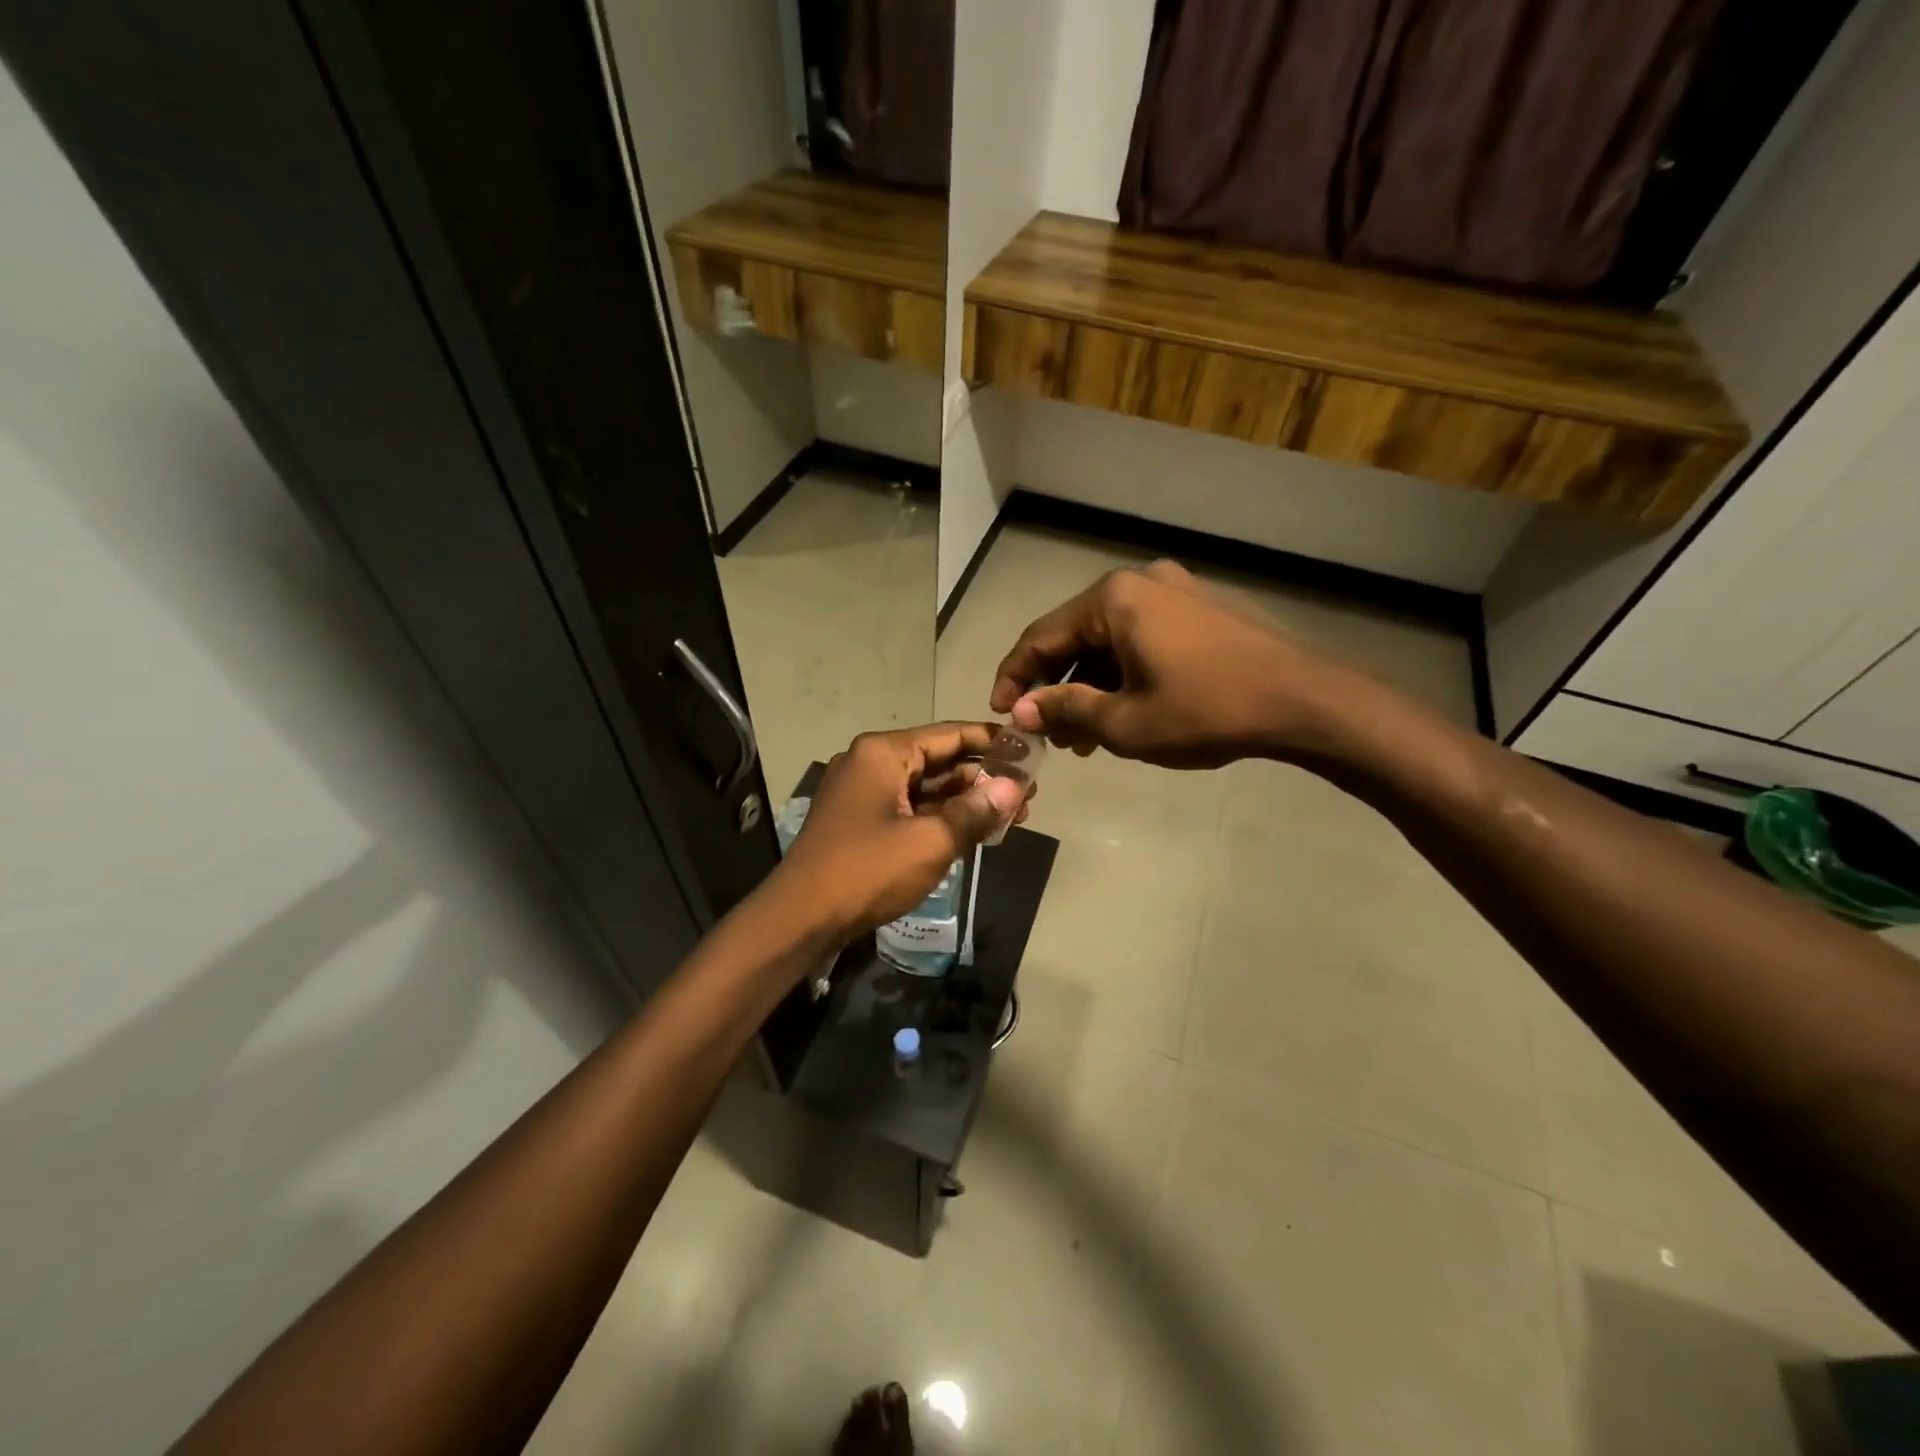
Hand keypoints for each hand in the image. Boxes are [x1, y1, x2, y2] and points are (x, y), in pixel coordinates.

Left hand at [774, 723, 1029, 940]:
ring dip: (966, 801)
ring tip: (1013, 815)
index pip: (949, 735)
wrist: (800, 919)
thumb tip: (1015, 788)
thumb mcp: (930, 841)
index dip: (991, 741)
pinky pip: (911, 809)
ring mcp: (864, 794)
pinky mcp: (862, 822)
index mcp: (883, 753)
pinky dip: (942, 818)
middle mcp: (871, 763)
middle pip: (939, 760)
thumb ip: (975, 811)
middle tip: (1030, 793)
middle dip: (983, 777)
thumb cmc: (867, 871)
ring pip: (926, 788)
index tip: (1029, 750)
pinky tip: (976, 831)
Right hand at [990, 560, 1342, 769]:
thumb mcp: (1125, 723)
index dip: (1014, 677)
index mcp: (1113, 600)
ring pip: (1110, 640)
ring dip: (1090, 685)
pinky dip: (1123, 673)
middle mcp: (1140, 583)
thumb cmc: (1206, 711)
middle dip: (1056, 687)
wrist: (1304, 702)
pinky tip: (1124, 711)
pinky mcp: (1200, 609)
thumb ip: (1065, 709)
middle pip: (1075, 636)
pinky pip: (1142, 639)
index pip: (1041, 637)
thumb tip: (1022, 709)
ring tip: (1085, 736)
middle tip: (1048, 733)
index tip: (1000, 713)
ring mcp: (1175, 591)